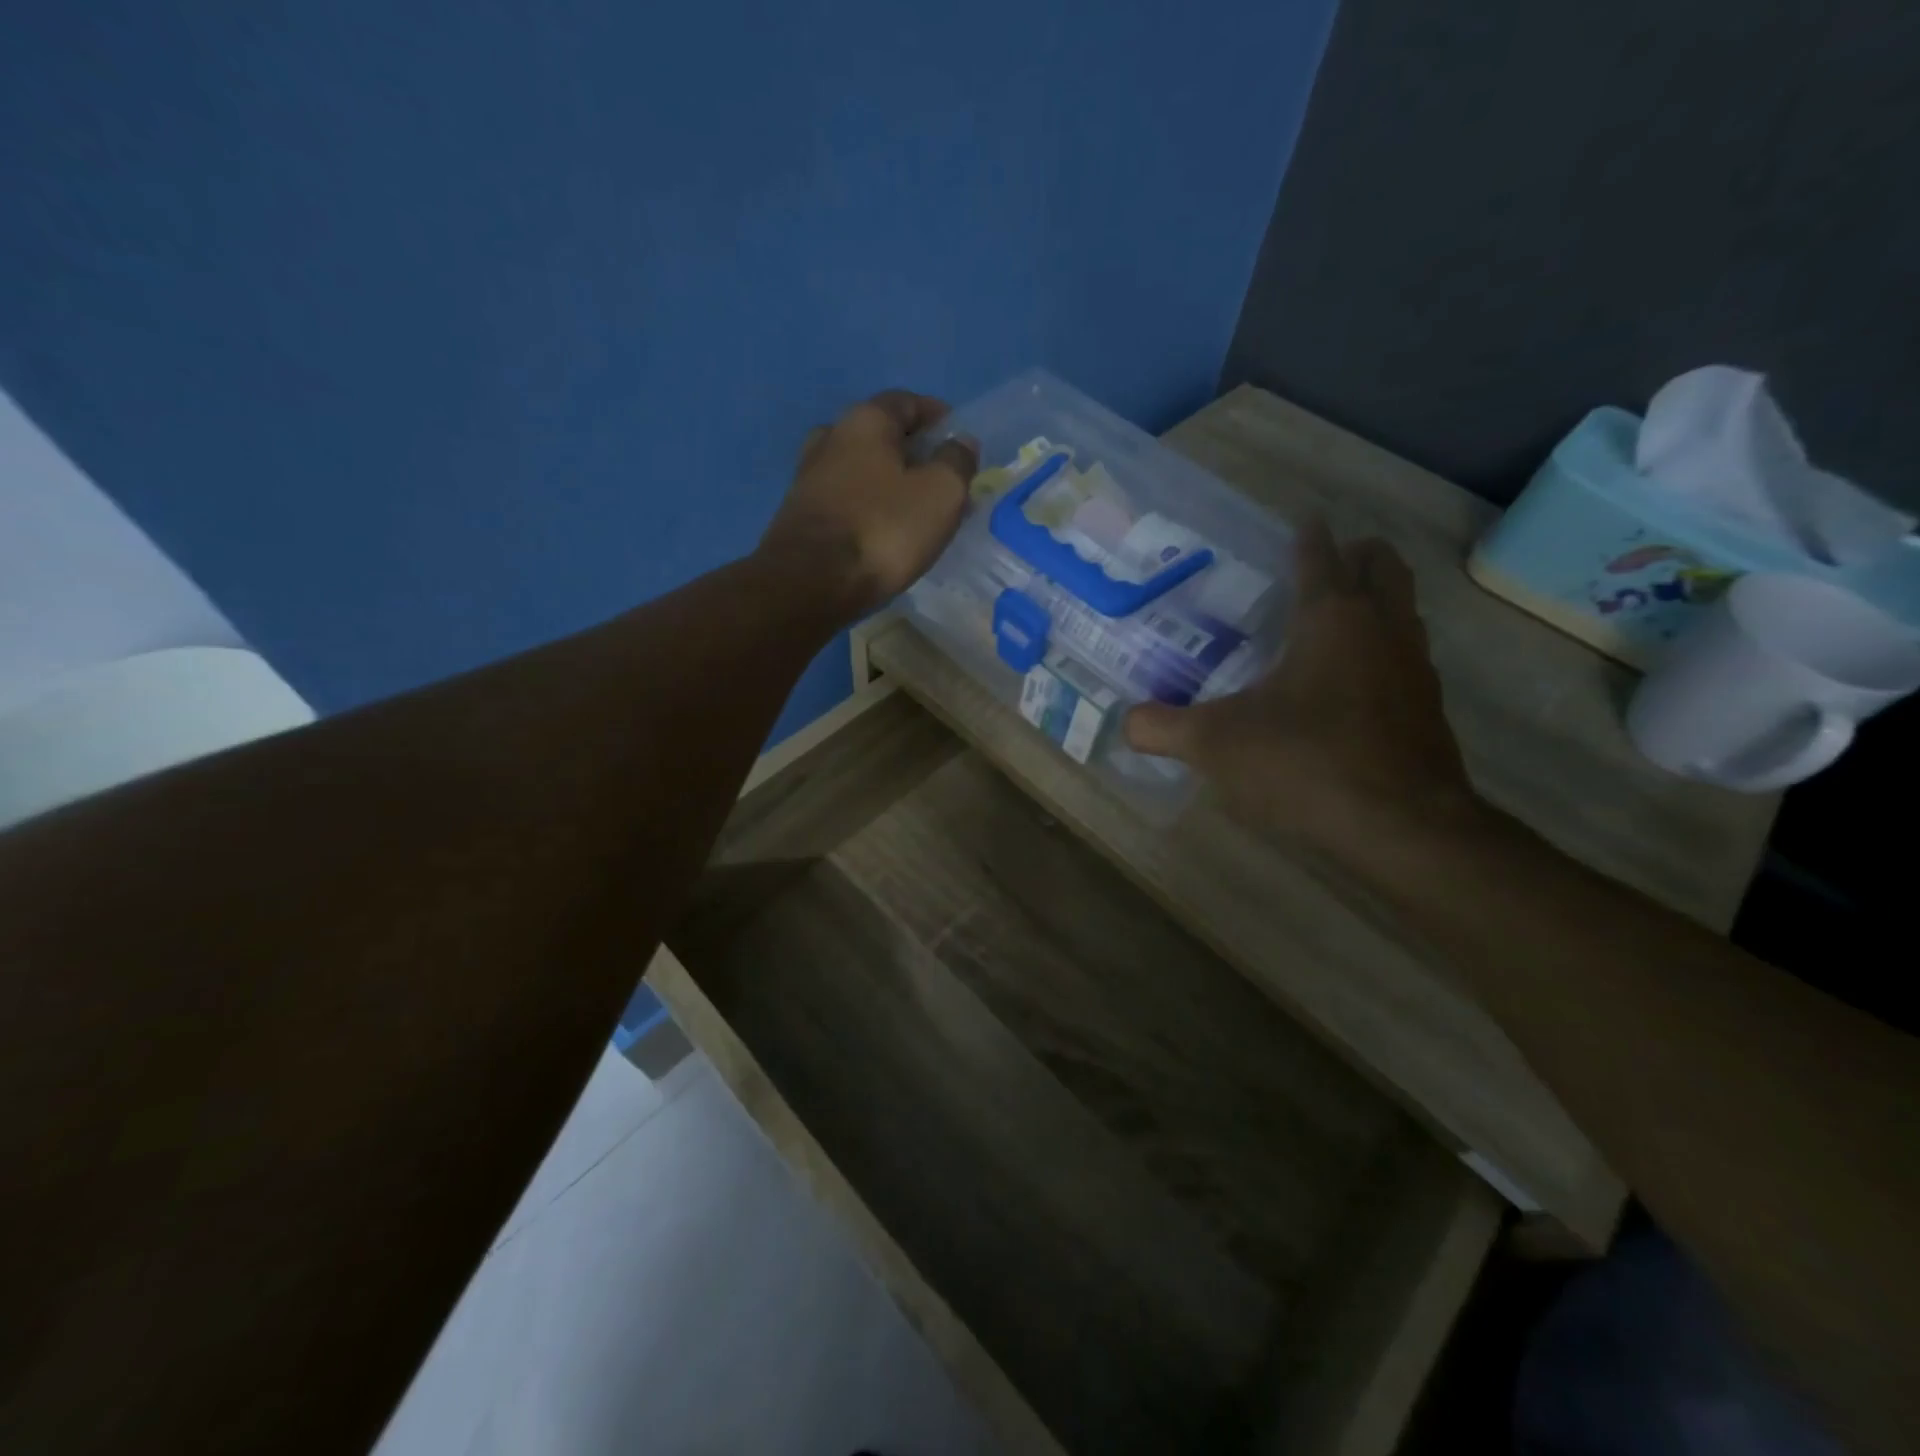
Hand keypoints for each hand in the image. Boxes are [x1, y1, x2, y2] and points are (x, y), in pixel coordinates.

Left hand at [757, 390, 979, 619]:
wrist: (810, 583)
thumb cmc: (883, 529)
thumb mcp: (940, 493)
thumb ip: (957, 462)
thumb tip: (961, 443)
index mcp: (865, 421)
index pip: (906, 401)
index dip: (936, 415)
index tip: (957, 436)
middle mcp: (830, 438)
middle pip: (879, 435)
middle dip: (912, 451)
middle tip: (939, 478)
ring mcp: (809, 477)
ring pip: (860, 469)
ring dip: (888, 482)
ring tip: (914, 508)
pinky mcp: (800, 515)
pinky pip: (845, 500)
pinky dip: (868, 506)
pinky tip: (883, 530)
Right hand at [1124, 519, 1478, 856]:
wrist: (1400, 827)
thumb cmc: (1305, 763)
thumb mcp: (1215, 744)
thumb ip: (1162, 727)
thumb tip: (1127, 721)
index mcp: (1331, 618)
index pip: (1320, 555)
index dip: (1306, 535)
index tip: (1299, 521)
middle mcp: (1382, 628)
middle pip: (1382, 566)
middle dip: (1356, 554)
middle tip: (1321, 564)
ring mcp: (1415, 668)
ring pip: (1403, 610)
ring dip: (1376, 601)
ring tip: (1334, 620)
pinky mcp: (1429, 710)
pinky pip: (1408, 657)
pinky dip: (1382, 651)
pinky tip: (1349, 686)